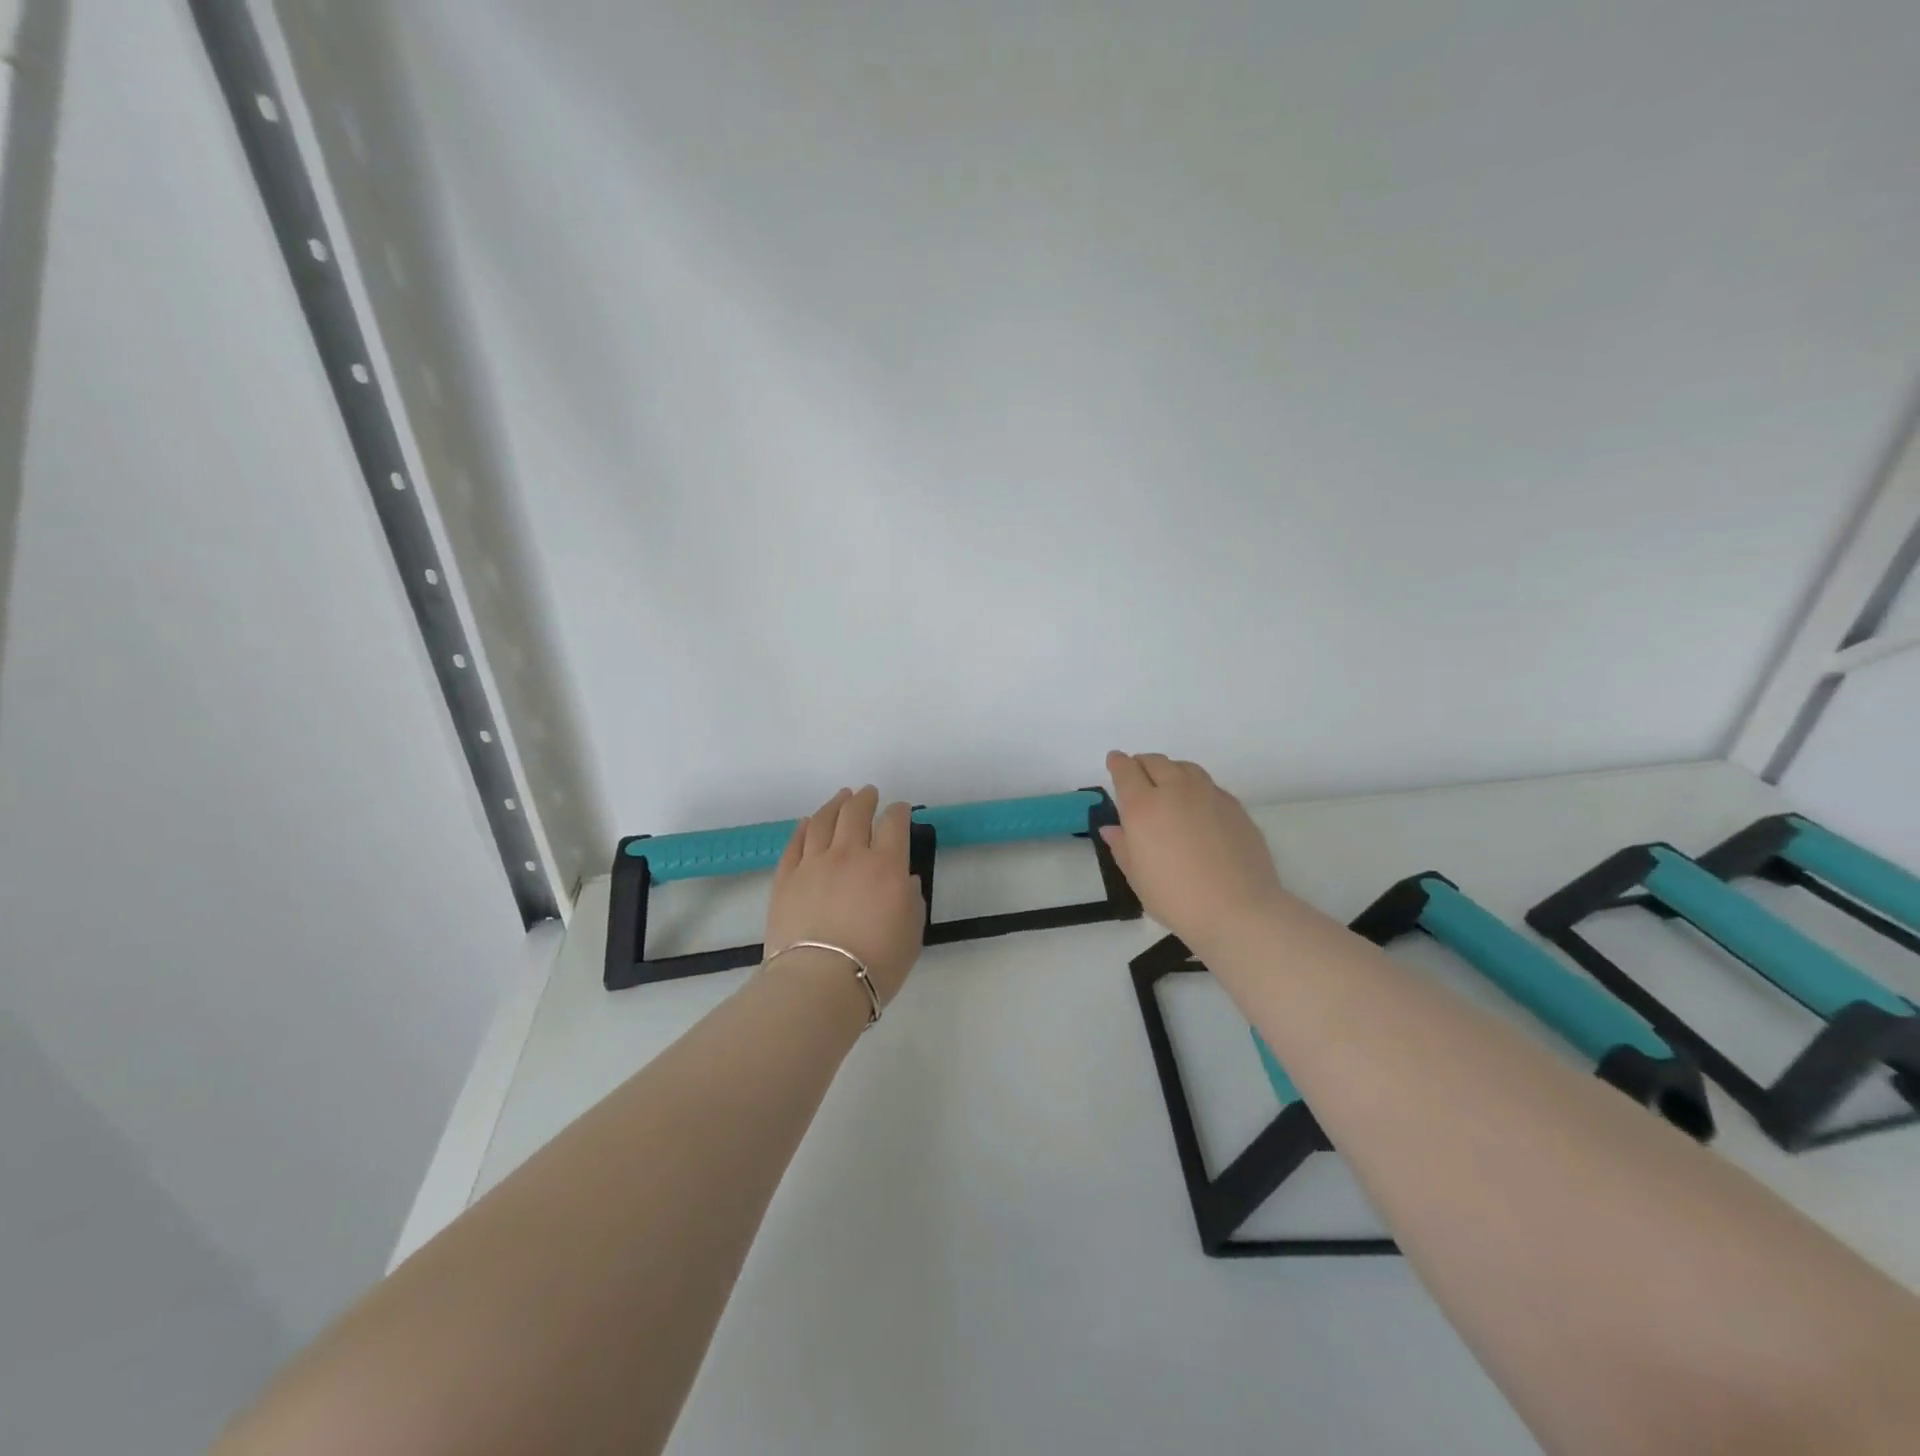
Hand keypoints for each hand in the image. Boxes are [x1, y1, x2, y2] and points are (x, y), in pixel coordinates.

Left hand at [763, 786, 926, 1005]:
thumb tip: (905, 881)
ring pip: (823, 821)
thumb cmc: (876, 963)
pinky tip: (807, 822)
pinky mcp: (786, 878)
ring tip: (841, 797)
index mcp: (886, 865)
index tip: (900, 810)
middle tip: (869, 793)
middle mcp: (849, 854)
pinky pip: (795, 843)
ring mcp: (813, 863)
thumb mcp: (911, 933)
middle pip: (856, 813)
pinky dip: (804, 828)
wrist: (819, 982)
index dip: (899, 811)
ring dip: (835, 804)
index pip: (894, 823)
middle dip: (865, 799)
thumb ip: (912, 900)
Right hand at [1101, 751, 1287, 949]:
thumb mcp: (1137, 876)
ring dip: (1170, 770)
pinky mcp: (1234, 806)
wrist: (1238, 909)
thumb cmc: (1176, 898)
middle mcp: (1175, 791)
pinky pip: (1209, 785)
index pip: (1126, 771)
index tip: (1115, 761)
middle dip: (1142, 763)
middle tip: (1137, 774)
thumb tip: (1112, 828)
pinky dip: (1195, 787)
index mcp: (1143, 806)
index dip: (1118, 763)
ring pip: (1185, 768)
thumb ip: (1122, 846)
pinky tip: (1197, 806)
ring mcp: (1209, 795)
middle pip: (1156, 762)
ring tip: (1168, 785)